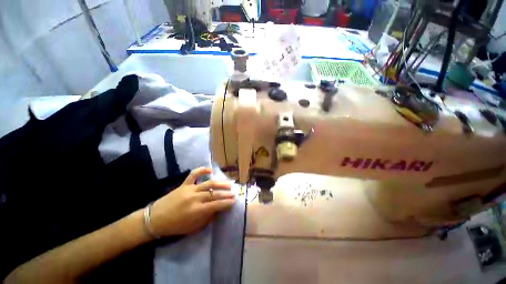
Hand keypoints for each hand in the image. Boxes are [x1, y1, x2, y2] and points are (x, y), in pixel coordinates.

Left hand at [149, 167, 234, 236]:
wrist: (155, 219)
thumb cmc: (175, 226)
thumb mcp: (193, 227)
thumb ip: (207, 218)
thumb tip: (217, 209)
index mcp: (197, 211)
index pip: (216, 205)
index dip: (226, 203)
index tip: (234, 201)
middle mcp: (195, 198)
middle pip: (214, 194)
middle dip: (226, 194)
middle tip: (234, 193)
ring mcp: (190, 189)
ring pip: (208, 183)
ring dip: (220, 183)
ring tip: (228, 184)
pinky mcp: (184, 184)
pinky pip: (194, 174)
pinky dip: (202, 170)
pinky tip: (210, 170)